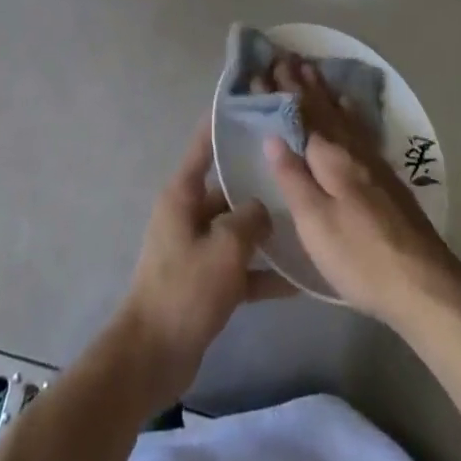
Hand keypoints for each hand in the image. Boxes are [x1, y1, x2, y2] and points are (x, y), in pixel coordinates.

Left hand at [116, 122, 294, 410]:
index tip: (251, 105)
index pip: (203, 145)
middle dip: (258, 183)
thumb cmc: (185, 289)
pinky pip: (239, 267)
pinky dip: (263, 273)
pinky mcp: (205, 282)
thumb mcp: (224, 248)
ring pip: (237, 229)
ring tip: (307, 222)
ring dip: (266, 231)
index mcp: (183, 194)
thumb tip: (263, 209)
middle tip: (298, 170)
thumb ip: (249, 219)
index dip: (223, 124)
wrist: (153, 356)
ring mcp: (197, 248)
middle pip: (227, 187)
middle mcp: (188, 213)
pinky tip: (298, 281)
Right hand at [261, 56, 460, 331]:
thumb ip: (292, 177)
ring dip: (324, 91)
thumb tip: (272, 135)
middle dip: (302, 83)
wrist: (425, 283)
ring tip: (312, 69)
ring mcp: (373, 162)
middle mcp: (352, 149)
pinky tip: (349, 107)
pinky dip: (348, 110)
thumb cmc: (360, 255)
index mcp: (330, 157)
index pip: (301, 115)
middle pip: (323, 109)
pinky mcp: (386, 177)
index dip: (283, 92)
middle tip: (286, 56)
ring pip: (342, 115)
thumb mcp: (315, 222)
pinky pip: (359, 127)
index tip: (266, 67)